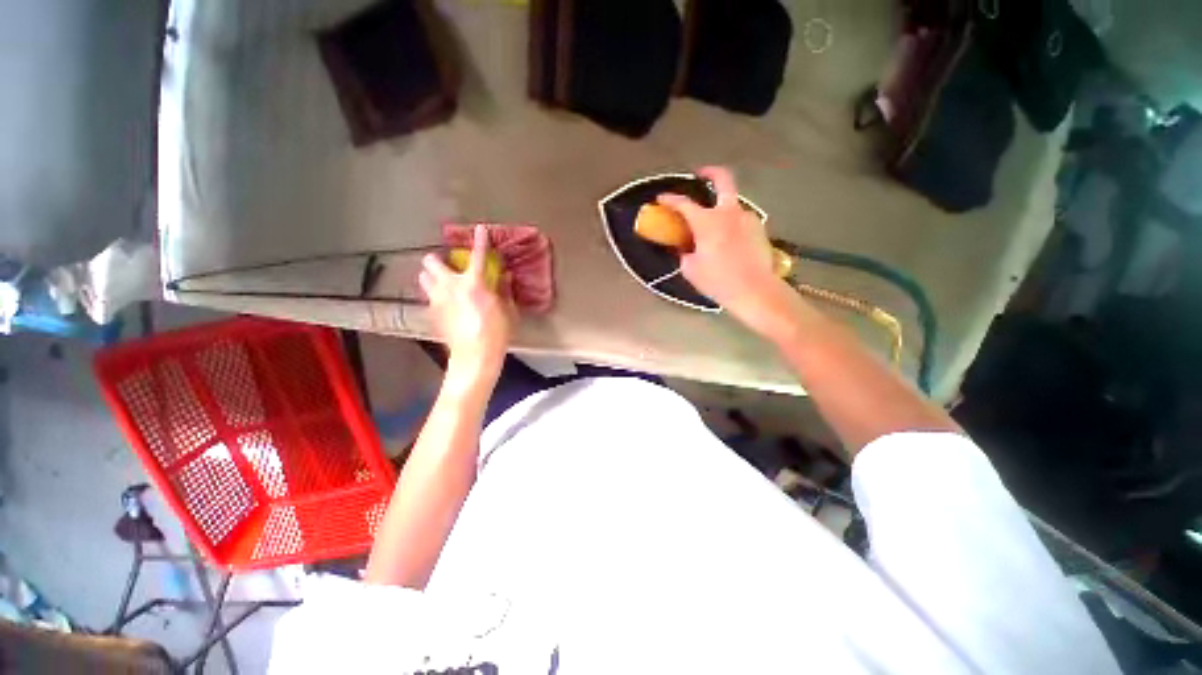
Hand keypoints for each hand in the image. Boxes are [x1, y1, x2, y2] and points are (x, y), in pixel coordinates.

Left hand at [420, 225, 514, 387]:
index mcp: (474, 284)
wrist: (474, 356)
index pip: (477, 256)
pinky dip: (436, 296)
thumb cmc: (496, 333)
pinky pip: (429, 297)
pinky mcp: (432, 313)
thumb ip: (505, 290)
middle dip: (437, 260)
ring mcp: (437, 300)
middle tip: (449, 267)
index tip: (480, 229)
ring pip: (423, 278)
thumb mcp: (508, 311)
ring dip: (432, 277)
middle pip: (431, 262)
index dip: (480, 241)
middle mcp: (450, 287)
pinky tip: (447, 305)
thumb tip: (506, 276)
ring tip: (444, 284)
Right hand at [657, 166, 792, 334]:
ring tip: (713, 225)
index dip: (670, 199)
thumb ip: (684, 253)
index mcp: (708, 222)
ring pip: (732, 203)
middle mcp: (729, 213)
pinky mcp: (759, 229)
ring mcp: (747, 218)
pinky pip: (741, 219)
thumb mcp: (691, 269)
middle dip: (710, 172)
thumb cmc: (718, 281)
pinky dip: (731, 223)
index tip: (661, 198)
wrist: (754, 291)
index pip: (684, 204)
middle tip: (700, 175)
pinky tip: (728, 239)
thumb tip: (683, 249)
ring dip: (721, 207)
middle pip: (723, 179)